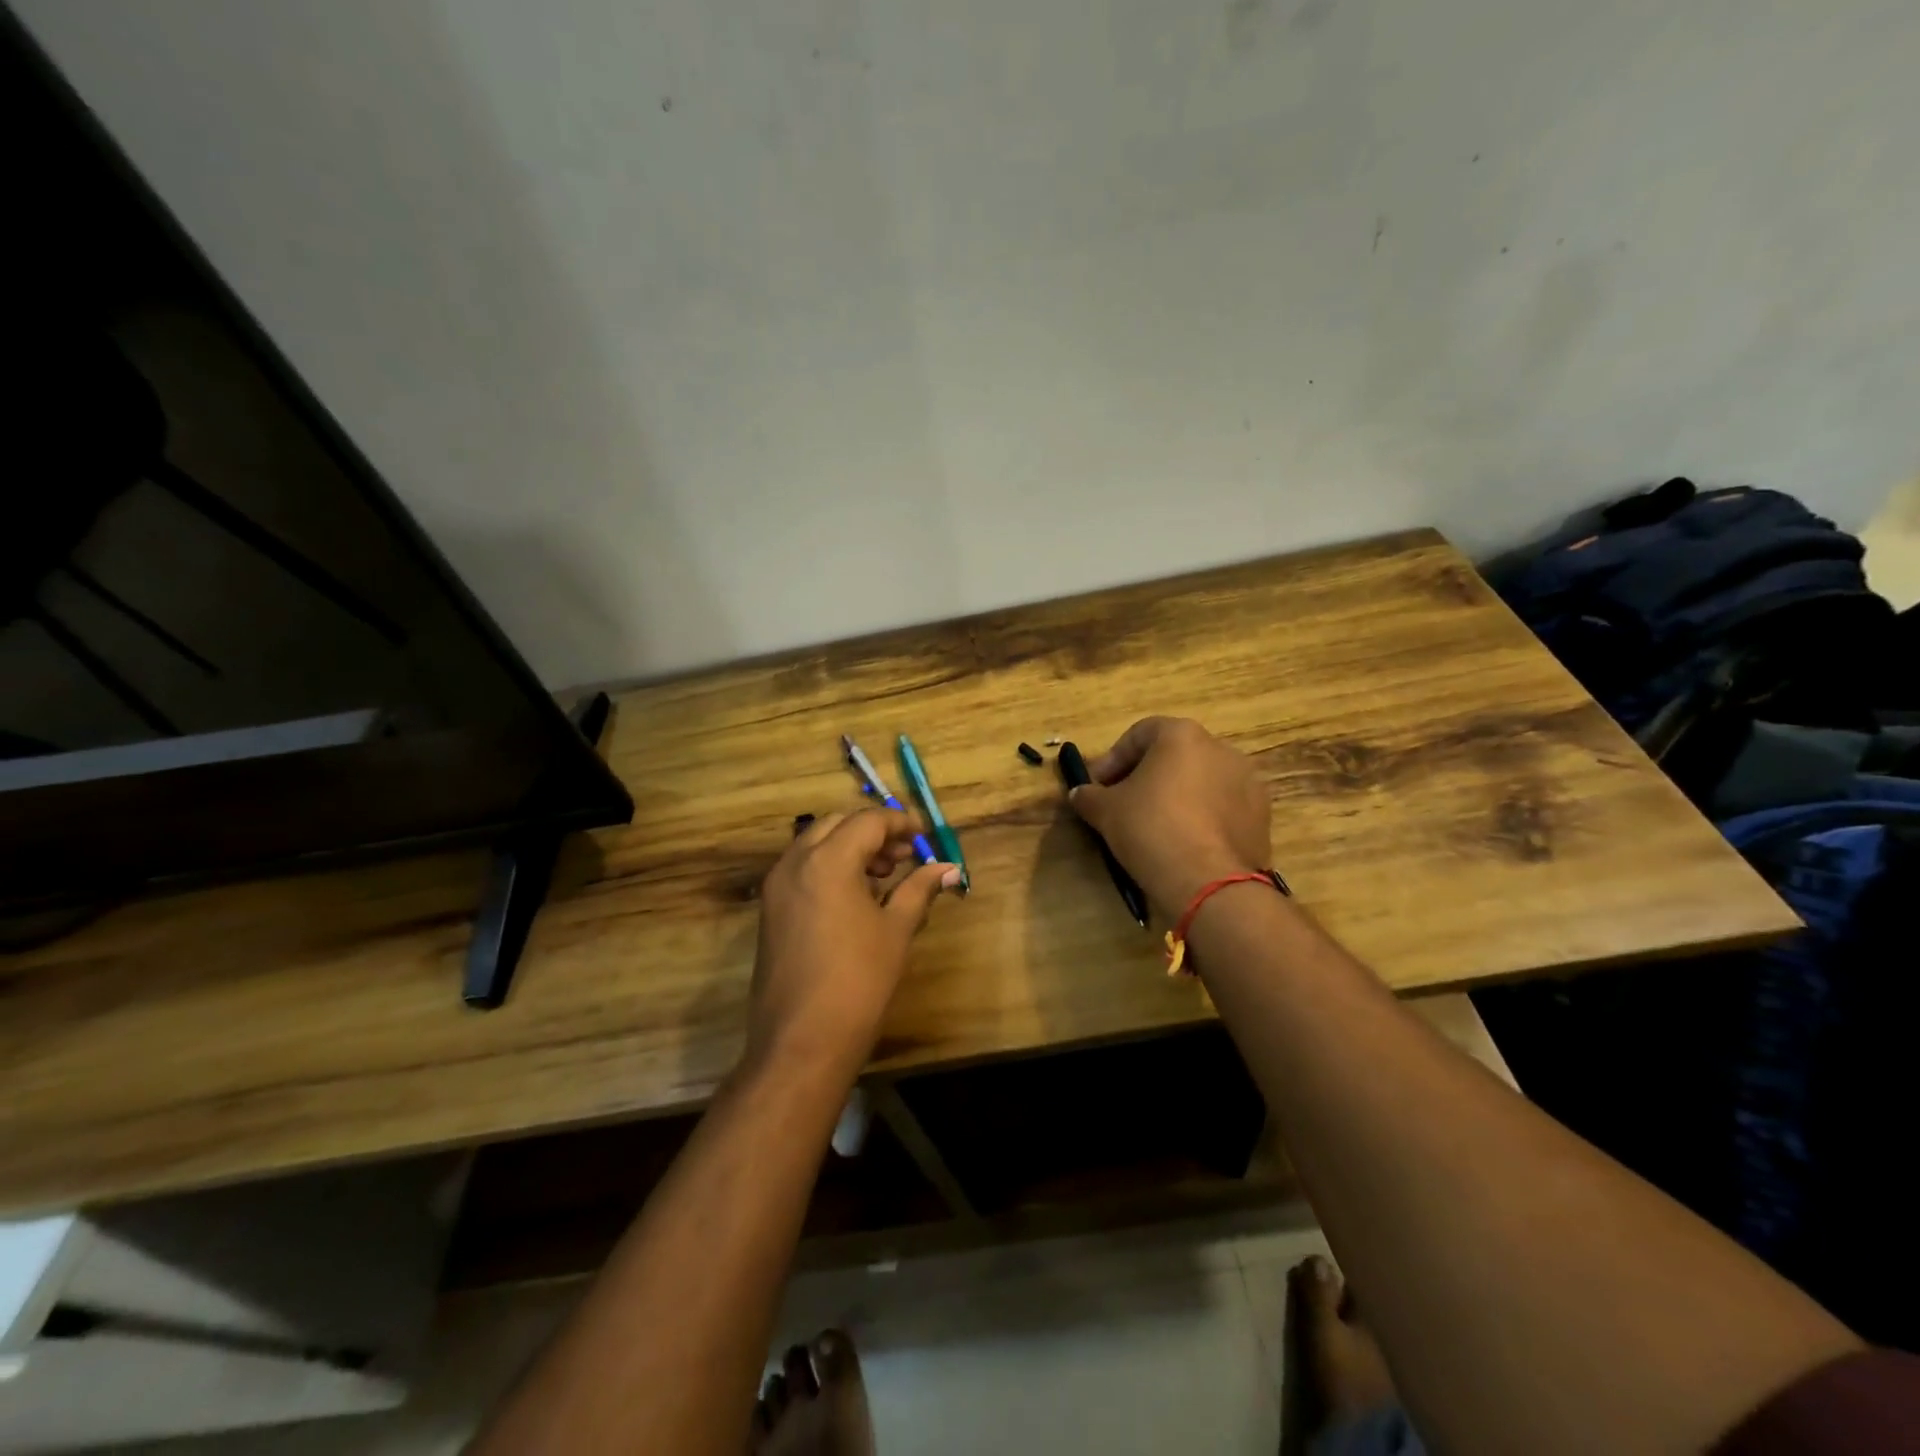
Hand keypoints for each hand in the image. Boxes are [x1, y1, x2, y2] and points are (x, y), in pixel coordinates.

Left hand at [745, 808, 958, 1084]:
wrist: (801, 1041)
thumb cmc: (858, 981)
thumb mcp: (896, 930)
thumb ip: (920, 889)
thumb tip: (948, 868)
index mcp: (828, 860)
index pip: (867, 821)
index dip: (899, 824)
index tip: (924, 837)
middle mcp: (795, 863)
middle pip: (837, 824)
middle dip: (872, 832)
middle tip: (904, 855)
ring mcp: (776, 886)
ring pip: (815, 844)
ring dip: (849, 847)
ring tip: (884, 876)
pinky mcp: (770, 910)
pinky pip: (801, 869)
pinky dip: (829, 867)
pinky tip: (855, 897)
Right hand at [1068, 717, 1271, 914]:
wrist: (1208, 881)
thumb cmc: (1150, 828)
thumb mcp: (1105, 811)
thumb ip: (1089, 796)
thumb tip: (1080, 794)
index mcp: (1182, 735)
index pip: (1139, 733)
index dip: (1113, 759)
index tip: (1098, 786)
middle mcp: (1221, 748)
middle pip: (1174, 754)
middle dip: (1146, 776)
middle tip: (1123, 804)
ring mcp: (1248, 781)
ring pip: (1201, 781)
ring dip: (1177, 796)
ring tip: (1156, 826)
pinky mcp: (1262, 815)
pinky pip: (1222, 807)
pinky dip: (1202, 817)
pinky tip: (1185, 842)